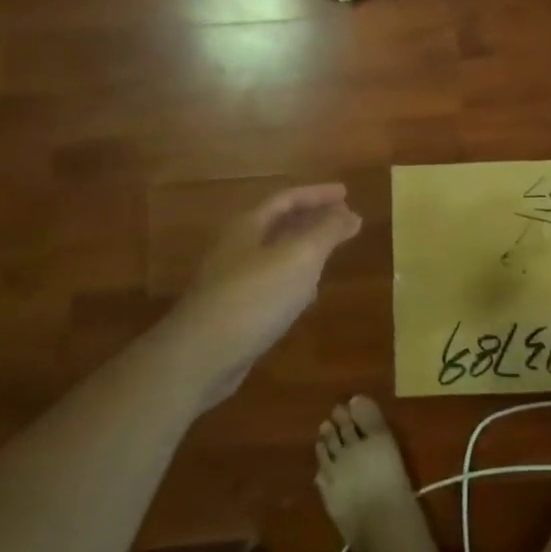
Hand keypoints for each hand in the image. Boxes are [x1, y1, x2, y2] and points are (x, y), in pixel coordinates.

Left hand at [174, 183, 362, 406]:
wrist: (199, 358)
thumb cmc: (254, 297)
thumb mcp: (300, 257)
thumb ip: (327, 232)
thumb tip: (351, 214)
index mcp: (248, 226)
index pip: (287, 198)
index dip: (318, 194)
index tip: (347, 193)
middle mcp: (237, 248)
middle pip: (279, 224)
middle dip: (312, 219)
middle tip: (344, 220)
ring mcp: (232, 281)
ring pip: (276, 255)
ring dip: (305, 250)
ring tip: (331, 253)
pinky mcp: (234, 312)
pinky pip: (271, 285)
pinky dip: (294, 281)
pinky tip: (307, 296)